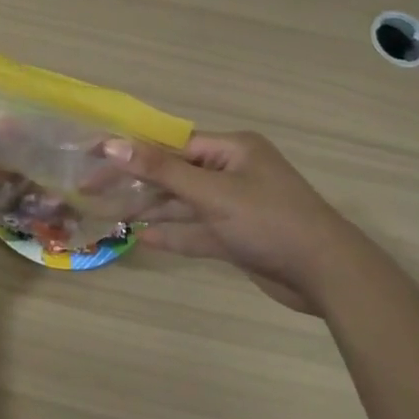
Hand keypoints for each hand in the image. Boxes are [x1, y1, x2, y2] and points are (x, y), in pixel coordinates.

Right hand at [104, 131, 345, 311]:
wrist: (327, 275)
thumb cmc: (270, 221)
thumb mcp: (212, 192)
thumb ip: (161, 170)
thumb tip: (113, 144)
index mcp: (231, 149)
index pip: (170, 144)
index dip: (131, 150)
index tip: (94, 156)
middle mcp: (232, 171)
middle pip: (173, 173)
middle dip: (136, 182)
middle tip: (91, 190)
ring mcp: (235, 206)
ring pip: (183, 203)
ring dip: (150, 209)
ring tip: (110, 215)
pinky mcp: (237, 237)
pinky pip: (197, 230)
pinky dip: (173, 234)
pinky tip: (143, 238)